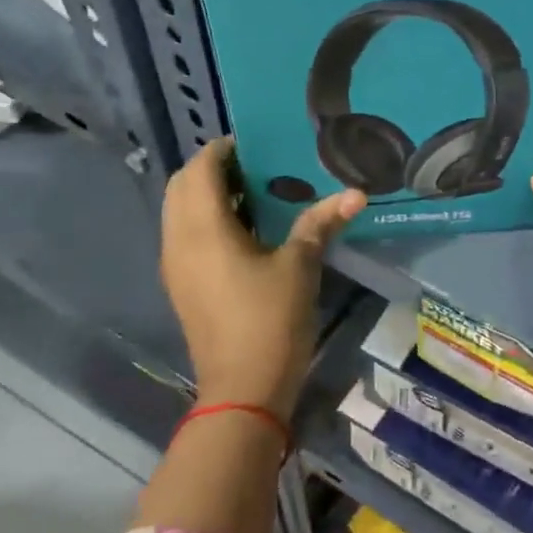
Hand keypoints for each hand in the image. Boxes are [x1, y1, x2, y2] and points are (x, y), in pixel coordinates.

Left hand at [161, 137, 364, 418]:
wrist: (243, 388)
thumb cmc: (270, 320)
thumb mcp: (301, 266)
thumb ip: (321, 222)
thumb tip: (357, 192)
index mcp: (203, 230)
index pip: (200, 170)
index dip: (222, 149)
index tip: (256, 144)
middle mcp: (179, 242)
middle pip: (180, 186)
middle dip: (210, 168)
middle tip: (254, 165)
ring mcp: (175, 266)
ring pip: (178, 211)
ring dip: (206, 194)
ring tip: (252, 192)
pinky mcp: (182, 285)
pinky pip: (184, 235)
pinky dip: (205, 219)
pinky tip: (244, 230)